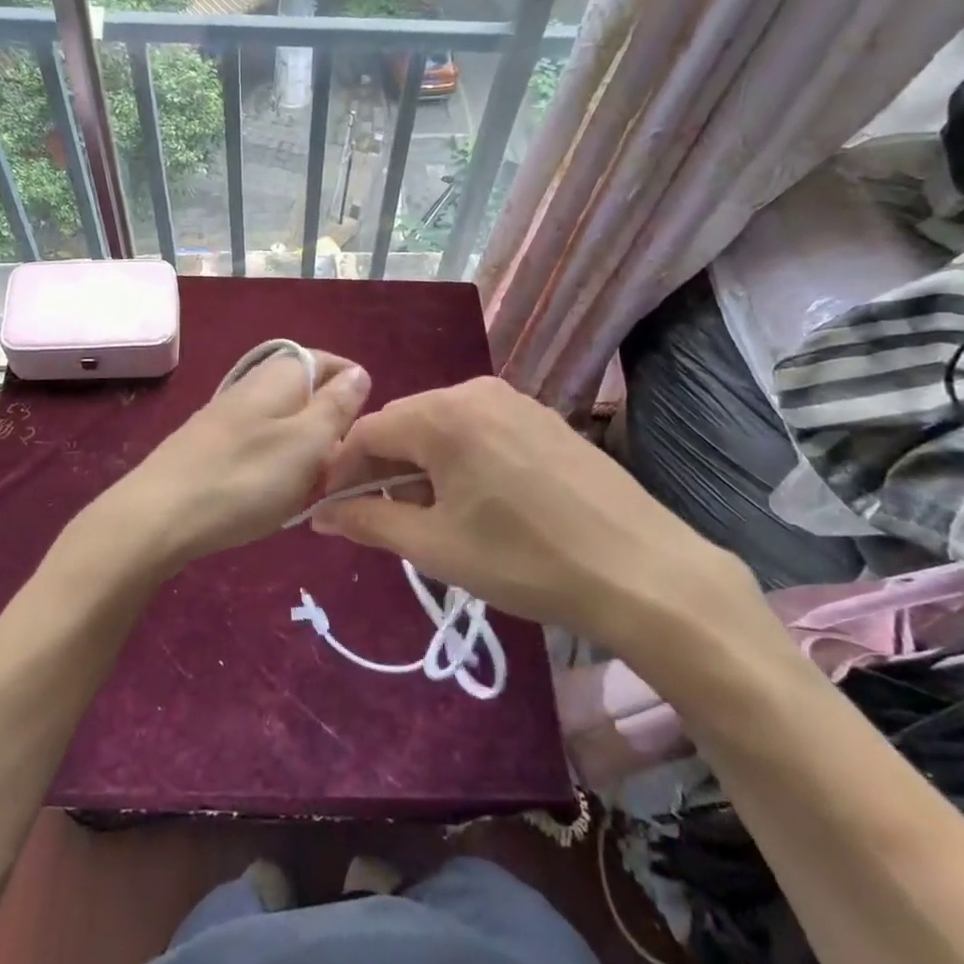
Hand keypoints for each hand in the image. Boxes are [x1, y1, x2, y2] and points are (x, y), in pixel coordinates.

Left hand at [97, 349, 371, 570]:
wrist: (158, 516)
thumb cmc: (245, 479)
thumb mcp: (307, 443)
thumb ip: (337, 406)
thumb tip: (359, 372)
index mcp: (281, 375)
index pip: (332, 363)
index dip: (355, 393)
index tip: (365, 435)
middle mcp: (254, 384)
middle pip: (308, 395)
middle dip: (330, 428)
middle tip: (338, 470)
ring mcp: (229, 414)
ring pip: (285, 424)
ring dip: (304, 453)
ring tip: (309, 488)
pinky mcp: (212, 444)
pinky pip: (261, 446)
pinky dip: (276, 466)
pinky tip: (273, 494)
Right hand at [310, 377, 782, 679]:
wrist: (643, 572)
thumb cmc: (525, 561)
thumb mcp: (435, 547)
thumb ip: (368, 522)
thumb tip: (320, 516)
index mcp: (443, 415)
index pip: (366, 431)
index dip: (342, 470)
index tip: (333, 509)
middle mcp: (475, 391)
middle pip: (405, 424)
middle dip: (383, 470)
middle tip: (385, 520)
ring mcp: (515, 400)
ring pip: (442, 427)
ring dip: (422, 466)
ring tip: (434, 517)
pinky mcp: (543, 418)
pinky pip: (479, 429)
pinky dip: (459, 459)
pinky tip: (478, 501)